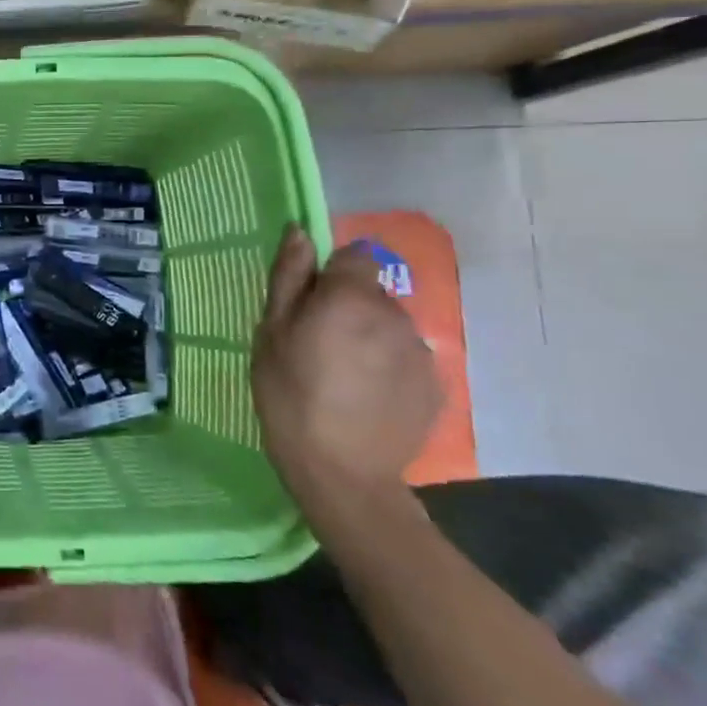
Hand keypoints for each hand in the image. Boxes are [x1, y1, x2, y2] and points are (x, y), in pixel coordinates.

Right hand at [253, 226, 440, 521]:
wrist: (342, 473)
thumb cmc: (290, 395)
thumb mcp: (271, 333)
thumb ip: (289, 278)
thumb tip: (299, 232)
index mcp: (351, 297)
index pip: (355, 256)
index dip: (332, 274)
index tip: (310, 304)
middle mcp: (395, 315)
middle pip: (372, 293)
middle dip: (349, 308)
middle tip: (318, 346)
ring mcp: (420, 352)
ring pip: (390, 327)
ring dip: (369, 338)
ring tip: (343, 376)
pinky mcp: (435, 385)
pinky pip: (405, 359)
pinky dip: (387, 368)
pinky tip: (366, 397)